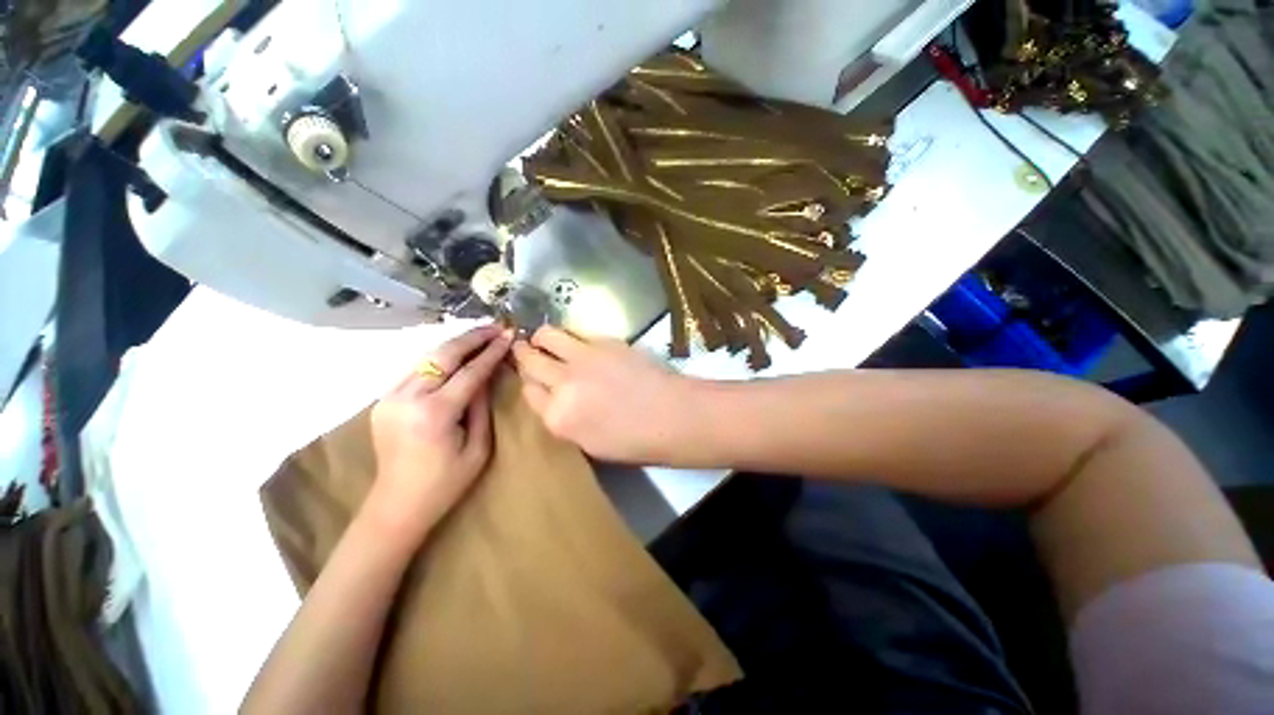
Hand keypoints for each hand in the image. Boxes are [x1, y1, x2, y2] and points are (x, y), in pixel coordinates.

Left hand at [367, 325, 511, 536]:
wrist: (397, 505)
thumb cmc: (446, 483)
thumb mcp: (478, 447)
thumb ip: (481, 405)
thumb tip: (486, 374)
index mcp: (434, 414)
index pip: (469, 372)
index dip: (491, 352)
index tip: (509, 335)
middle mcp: (406, 399)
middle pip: (443, 356)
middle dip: (472, 338)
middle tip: (495, 327)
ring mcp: (389, 398)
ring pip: (426, 358)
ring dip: (455, 344)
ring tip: (481, 335)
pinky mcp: (383, 400)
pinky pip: (416, 370)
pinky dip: (439, 359)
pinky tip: (456, 354)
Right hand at [512, 326, 696, 463]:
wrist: (673, 415)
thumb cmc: (636, 441)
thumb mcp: (589, 444)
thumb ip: (564, 419)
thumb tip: (556, 399)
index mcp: (558, 417)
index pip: (527, 392)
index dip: (529, 383)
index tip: (533, 379)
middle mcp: (563, 383)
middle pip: (530, 360)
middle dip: (524, 354)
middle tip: (526, 350)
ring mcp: (584, 358)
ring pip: (547, 336)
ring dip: (542, 337)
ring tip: (545, 339)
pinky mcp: (605, 341)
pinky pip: (577, 332)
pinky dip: (572, 336)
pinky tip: (579, 343)